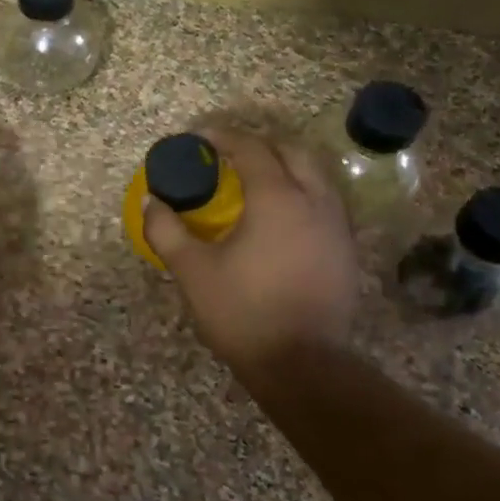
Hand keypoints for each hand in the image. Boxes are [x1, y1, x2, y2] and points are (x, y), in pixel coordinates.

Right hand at [143, 128, 358, 369]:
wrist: (302, 363)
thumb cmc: (242, 312)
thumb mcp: (192, 271)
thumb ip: (167, 230)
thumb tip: (153, 202)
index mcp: (277, 199)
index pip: (251, 149)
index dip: (223, 137)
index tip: (199, 137)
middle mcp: (314, 201)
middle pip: (292, 151)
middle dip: (260, 144)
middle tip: (229, 155)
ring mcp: (337, 225)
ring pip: (315, 175)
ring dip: (285, 166)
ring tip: (255, 180)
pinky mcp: (346, 249)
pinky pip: (325, 202)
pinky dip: (301, 192)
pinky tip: (281, 216)